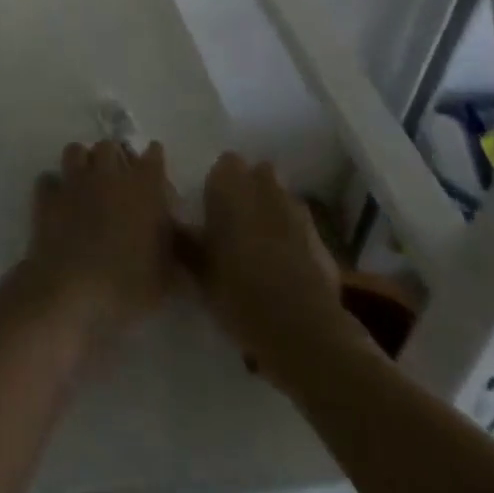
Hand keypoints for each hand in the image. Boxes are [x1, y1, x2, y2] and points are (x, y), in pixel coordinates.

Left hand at [21, 141, 178, 344]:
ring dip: (82, 162)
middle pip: (111, 146)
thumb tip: (179, 242)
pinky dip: (53, 187)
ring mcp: (75, 181)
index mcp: (143, 187)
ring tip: (86, 182)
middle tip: (118, 178)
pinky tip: (58, 202)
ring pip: (76, 151)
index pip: (154, 156)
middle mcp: (109, 173)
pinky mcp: (48, 196)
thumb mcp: (166, 278)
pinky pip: (48, 179)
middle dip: (115, 157)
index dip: (154, 158)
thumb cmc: (127, 286)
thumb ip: (175, 252)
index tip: (154, 167)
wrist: (72, 292)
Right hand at [189, 153, 359, 387]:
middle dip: (249, 191)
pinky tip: (286, 270)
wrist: (301, 328)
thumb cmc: (237, 289)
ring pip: (280, 200)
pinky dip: (293, 240)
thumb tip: (172, 224)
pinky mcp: (321, 239)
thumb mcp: (197, 268)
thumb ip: (184, 240)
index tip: (212, 209)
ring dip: (272, 213)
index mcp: (230, 183)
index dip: (218, 184)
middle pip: (257, 175)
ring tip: (261, 249)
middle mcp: (264, 185)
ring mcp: (296, 210)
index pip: (223, 164)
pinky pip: (300, 229)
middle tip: (235, 224)